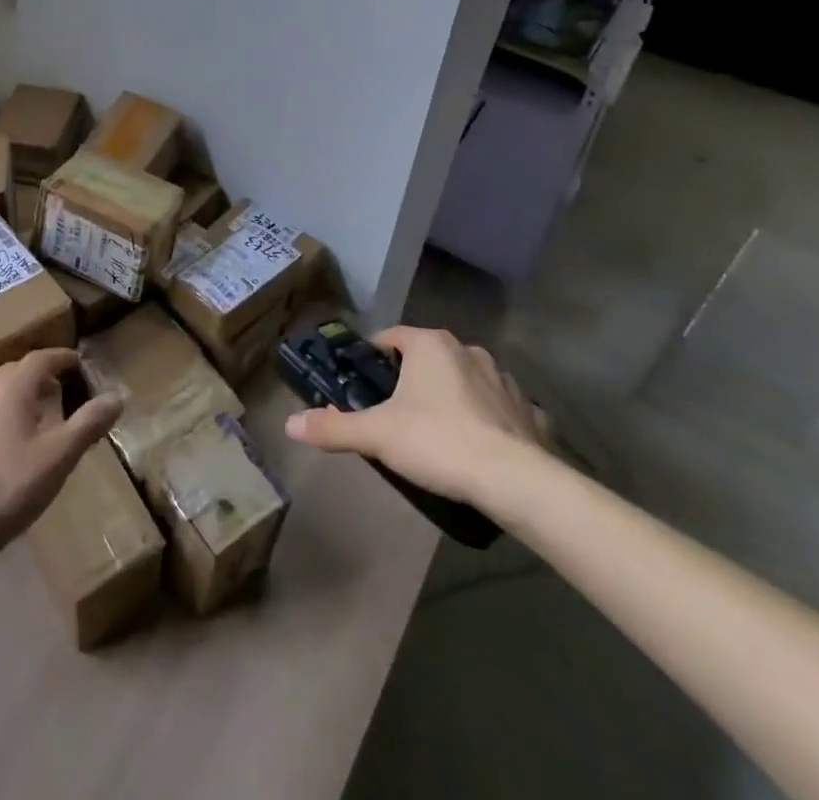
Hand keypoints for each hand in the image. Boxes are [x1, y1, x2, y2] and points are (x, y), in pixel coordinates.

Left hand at [0, 348, 122, 566]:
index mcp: (11, 387)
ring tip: (38, 419)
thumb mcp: (58, 457)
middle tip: (61, 391)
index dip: (61, 357)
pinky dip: (0, 417)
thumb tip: (117, 396)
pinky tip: (6, 447)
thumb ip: (88, 424)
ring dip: (19, 397)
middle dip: (40, 376)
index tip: (78, 363)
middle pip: (16, 372)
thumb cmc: (7, 487)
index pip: (40, 357)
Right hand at [284, 326, 547, 514]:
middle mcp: (468, 350)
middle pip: (428, 357)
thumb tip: (290, 424)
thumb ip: (334, 427)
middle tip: (395, 413)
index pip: (391, 337)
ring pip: (465, 379)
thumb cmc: (438, 442)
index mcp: (430, 345)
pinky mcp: (528, 410)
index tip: (363, 383)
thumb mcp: (377, 435)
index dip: (374, 357)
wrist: (515, 481)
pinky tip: (481, 447)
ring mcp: (503, 379)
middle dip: (411, 380)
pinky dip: (488, 419)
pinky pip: (500, 407)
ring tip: (437, 432)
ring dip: (451, 396)